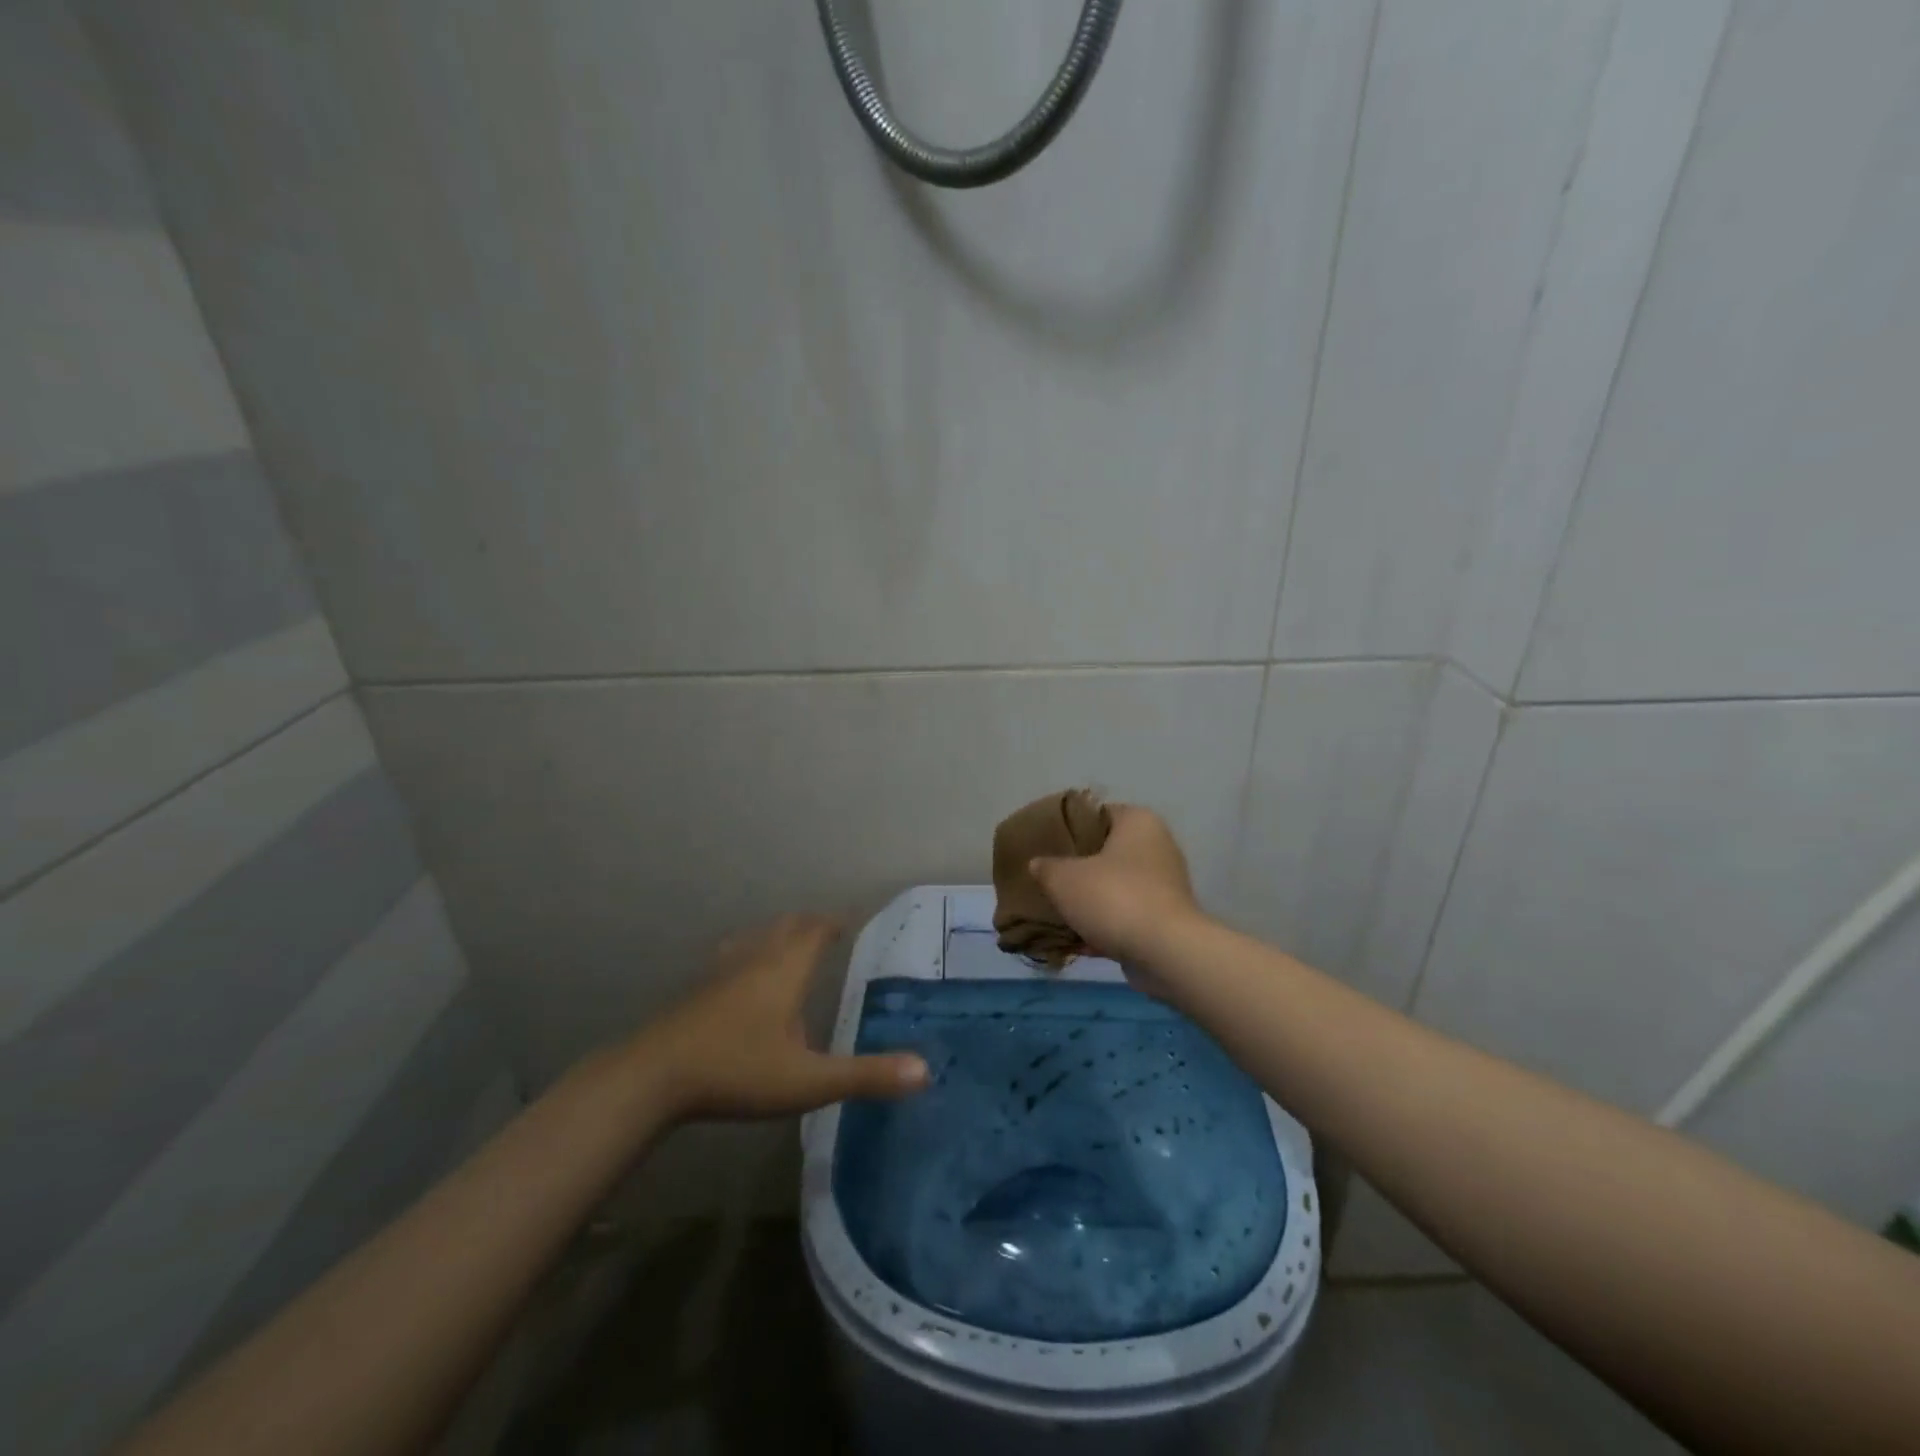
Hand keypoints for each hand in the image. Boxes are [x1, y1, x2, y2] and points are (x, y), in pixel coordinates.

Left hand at [629, 914, 928, 1121]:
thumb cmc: (737, 1071)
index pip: (817, 929)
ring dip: (779, 934)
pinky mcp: (697, 989)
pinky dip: (748, 953)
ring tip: (789, 945)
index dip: (836, 922)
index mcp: (786, 969)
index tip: (852, 921)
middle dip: (811, 924)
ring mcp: (721, 971)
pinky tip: (740, 974)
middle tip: (828, 931)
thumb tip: (925, 1071)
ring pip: (756, 937)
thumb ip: (866, 1076)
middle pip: (787, 926)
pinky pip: (731, 955)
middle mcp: (756, 958)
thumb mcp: (808, 1081)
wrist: (653, 1077)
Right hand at [1029, 805, 1204, 968]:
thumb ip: (1046, 867)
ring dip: (1091, 899)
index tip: (1045, 845)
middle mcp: (1158, 846)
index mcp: (1138, 821)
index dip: (1068, 828)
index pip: (1097, 814)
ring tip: (1058, 911)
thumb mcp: (1063, 879)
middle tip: (1048, 878)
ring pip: (1116, 885)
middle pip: (1106, 851)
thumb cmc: (1114, 897)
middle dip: (1078, 867)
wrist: (1165, 951)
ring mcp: (1165, 884)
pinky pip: (1126, 914)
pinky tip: (1077, 940)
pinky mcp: (1165, 917)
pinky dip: (1105, 924)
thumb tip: (1038, 864)